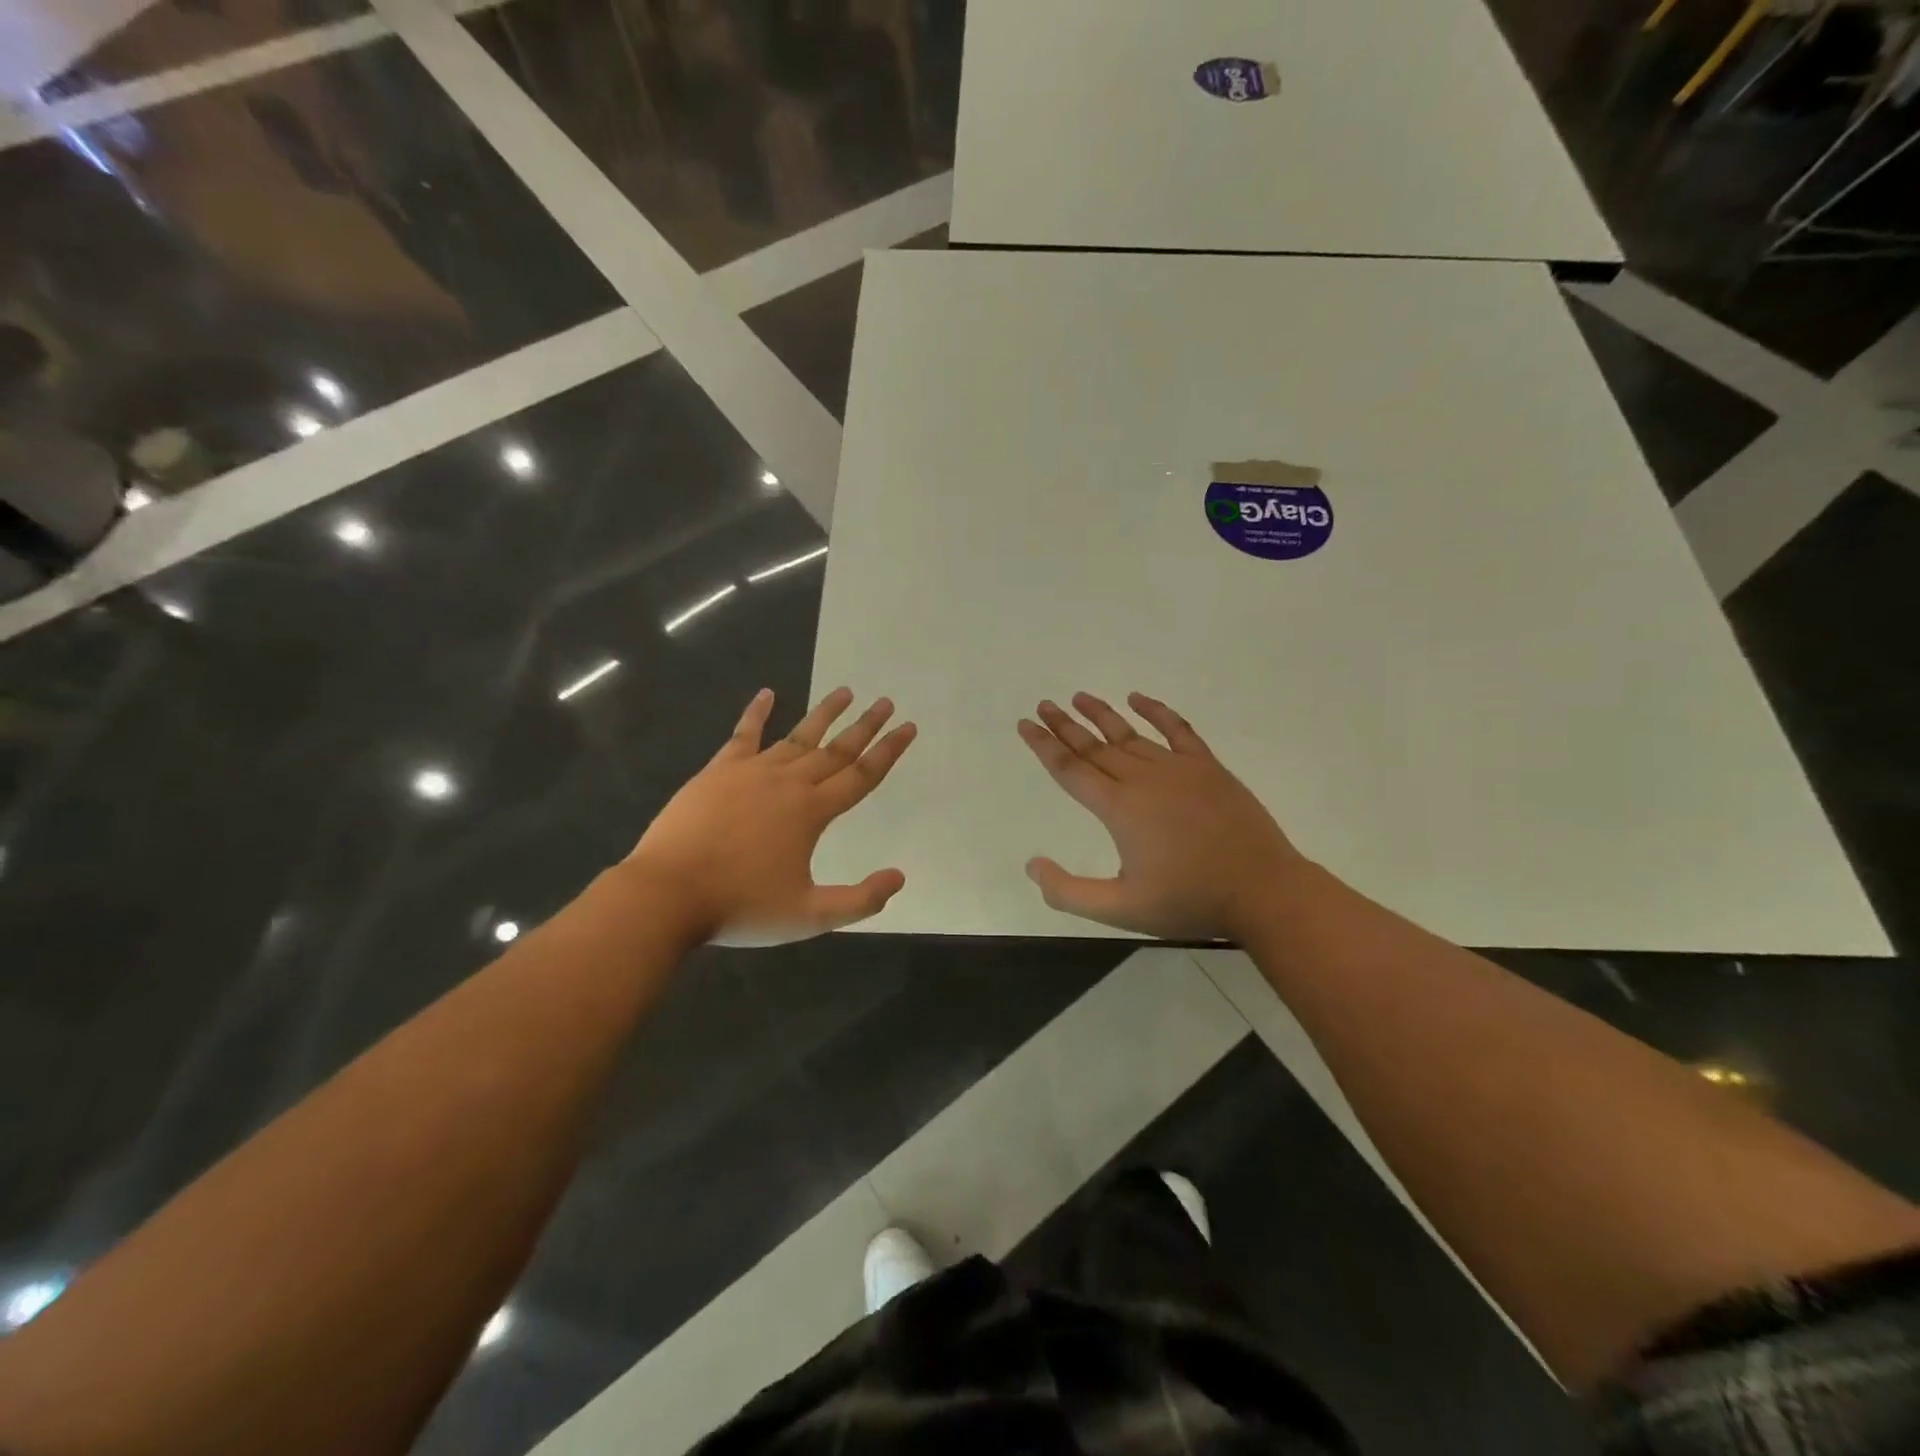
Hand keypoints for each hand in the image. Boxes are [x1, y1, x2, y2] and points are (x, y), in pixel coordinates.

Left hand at [629, 687, 915, 945]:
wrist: (668, 894)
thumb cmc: (740, 907)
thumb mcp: (809, 916)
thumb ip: (859, 899)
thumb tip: (899, 876)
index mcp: (812, 812)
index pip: (862, 775)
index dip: (888, 751)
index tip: (908, 727)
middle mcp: (788, 783)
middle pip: (835, 749)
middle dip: (864, 726)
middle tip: (885, 702)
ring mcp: (751, 772)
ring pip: (797, 737)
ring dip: (824, 714)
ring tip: (845, 692)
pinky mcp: (718, 771)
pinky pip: (743, 735)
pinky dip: (756, 712)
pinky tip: (767, 693)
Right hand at [1017, 692, 1303, 939]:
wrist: (1262, 891)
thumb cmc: (1189, 901)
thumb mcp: (1121, 909)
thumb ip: (1069, 892)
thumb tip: (1032, 865)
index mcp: (1119, 808)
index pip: (1070, 769)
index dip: (1044, 746)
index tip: (1026, 724)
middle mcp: (1143, 779)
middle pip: (1094, 746)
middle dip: (1065, 726)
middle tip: (1043, 705)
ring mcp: (1179, 768)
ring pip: (1130, 735)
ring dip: (1102, 715)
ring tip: (1079, 697)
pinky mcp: (1208, 767)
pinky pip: (1178, 730)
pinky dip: (1157, 711)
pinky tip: (1138, 698)